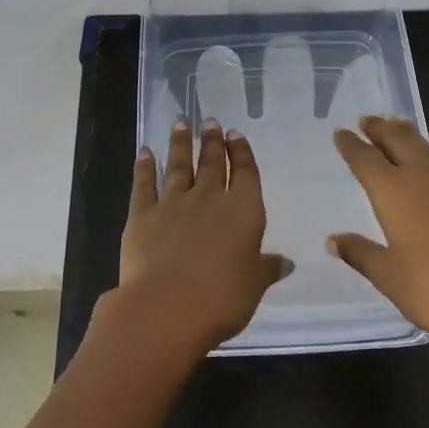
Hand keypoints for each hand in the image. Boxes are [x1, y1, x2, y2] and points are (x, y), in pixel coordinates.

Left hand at [95, 119, 292, 362]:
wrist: (168, 306)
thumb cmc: (223, 298)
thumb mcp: (254, 286)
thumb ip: (267, 269)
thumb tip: (286, 262)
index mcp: (243, 210)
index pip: (245, 173)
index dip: (241, 153)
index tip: (235, 134)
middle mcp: (209, 198)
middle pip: (211, 163)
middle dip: (212, 141)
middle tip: (210, 121)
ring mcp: (173, 203)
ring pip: (178, 166)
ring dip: (181, 144)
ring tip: (181, 123)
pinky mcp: (142, 215)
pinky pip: (144, 185)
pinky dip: (144, 167)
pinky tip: (145, 152)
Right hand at [328, 115, 428, 363]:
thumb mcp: (390, 278)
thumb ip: (361, 254)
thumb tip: (333, 240)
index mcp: (394, 192)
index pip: (366, 159)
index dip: (351, 145)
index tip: (340, 132)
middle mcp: (423, 177)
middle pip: (398, 140)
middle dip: (380, 128)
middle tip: (366, 119)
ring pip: (425, 146)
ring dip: (406, 134)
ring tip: (396, 127)